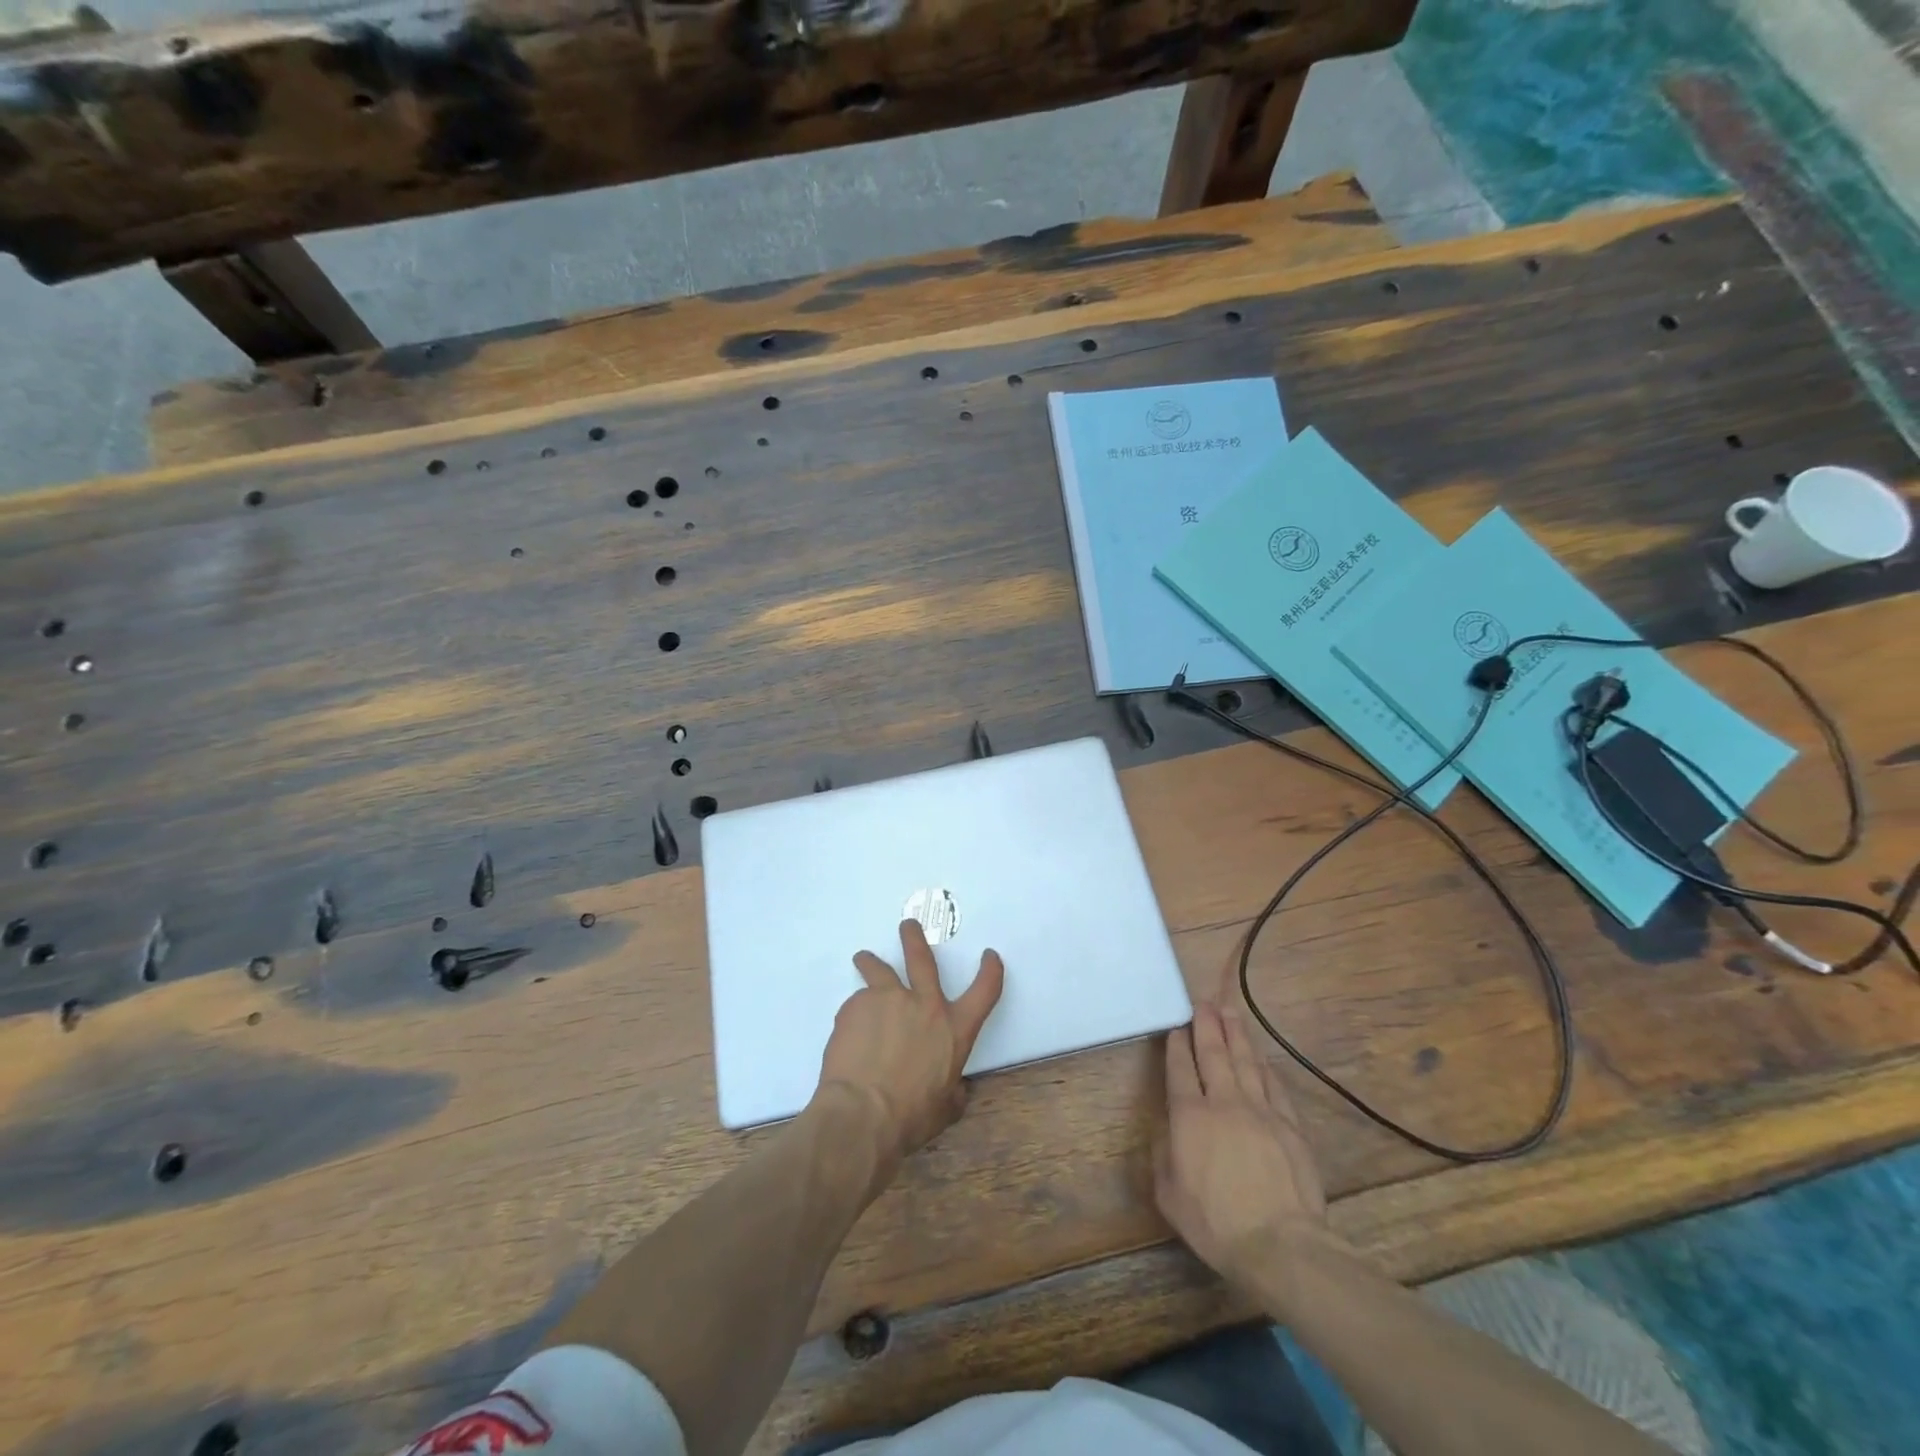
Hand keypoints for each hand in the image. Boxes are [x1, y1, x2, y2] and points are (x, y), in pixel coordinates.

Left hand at [817, 919, 1005, 1171]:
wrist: (862, 1114)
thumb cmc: (910, 1117)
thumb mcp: (945, 1109)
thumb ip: (952, 1091)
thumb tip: (955, 1088)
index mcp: (954, 1029)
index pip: (985, 991)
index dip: (991, 970)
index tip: (989, 956)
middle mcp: (923, 1004)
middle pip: (921, 958)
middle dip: (915, 938)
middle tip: (908, 925)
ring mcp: (887, 999)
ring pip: (878, 970)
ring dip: (871, 961)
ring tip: (863, 958)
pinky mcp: (855, 1006)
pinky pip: (855, 1005)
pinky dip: (854, 1014)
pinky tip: (847, 1035)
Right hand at [1155, 1000, 1332, 1287]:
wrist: (1282, 1247)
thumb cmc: (1217, 1224)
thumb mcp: (1170, 1196)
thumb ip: (1162, 1156)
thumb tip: (1166, 1130)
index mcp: (1190, 1117)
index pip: (1180, 1069)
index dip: (1177, 1045)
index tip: (1176, 1027)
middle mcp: (1224, 1103)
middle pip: (1214, 1054)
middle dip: (1206, 1025)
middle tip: (1203, 1002)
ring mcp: (1261, 1111)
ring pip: (1246, 1062)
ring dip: (1236, 1034)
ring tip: (1229, 1012)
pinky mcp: (1289, 1126)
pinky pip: (1274, 1085)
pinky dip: (1265, 1066)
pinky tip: (1261, 1056)